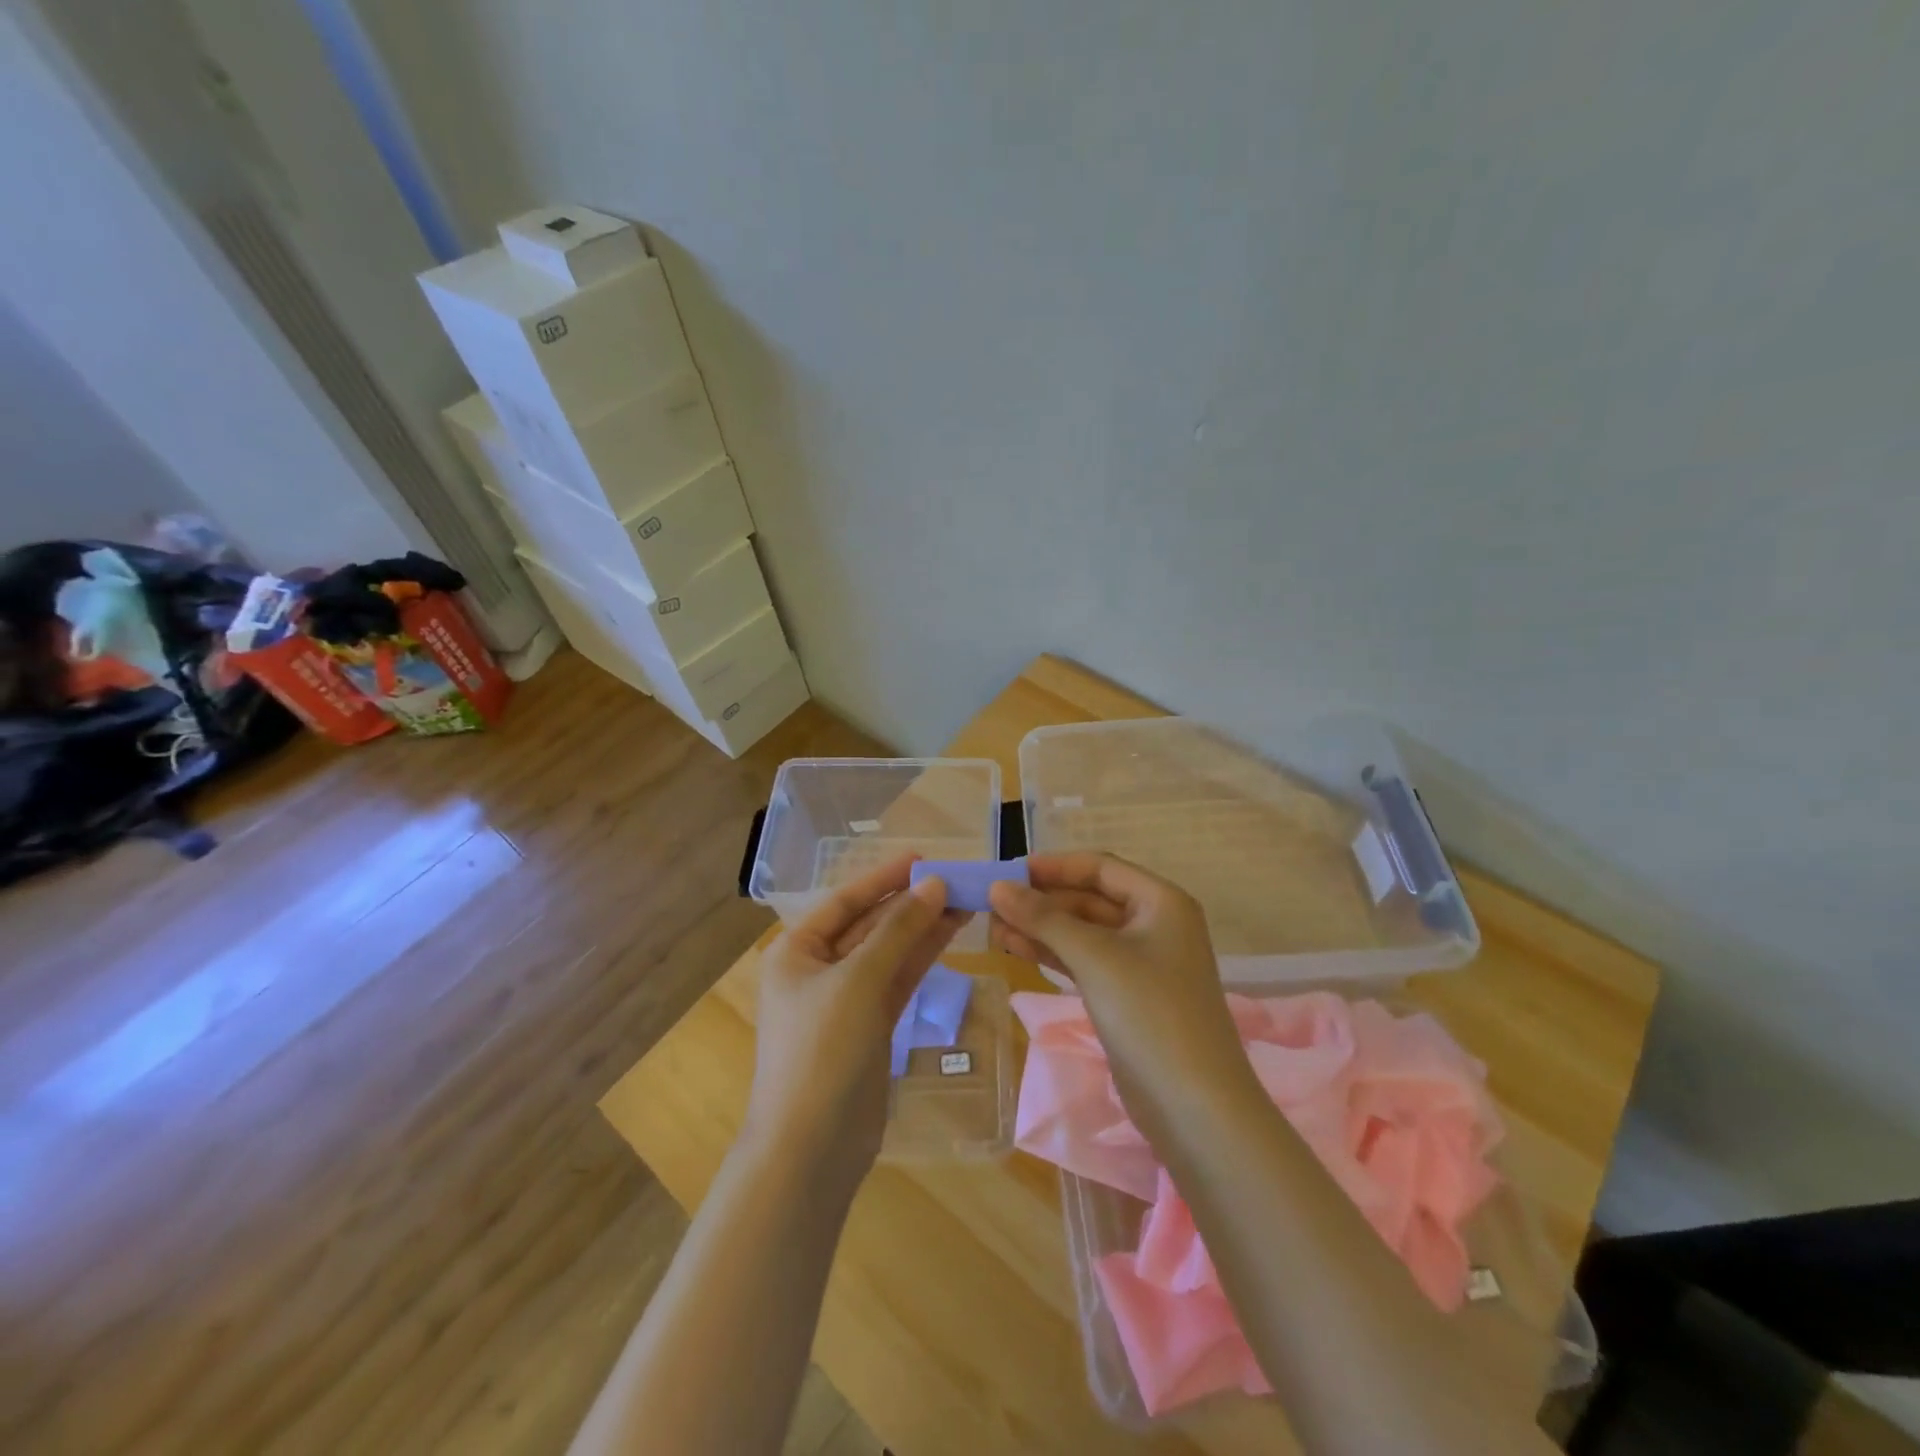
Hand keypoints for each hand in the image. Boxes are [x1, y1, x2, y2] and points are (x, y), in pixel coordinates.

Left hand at [744, 854, 965, 1189]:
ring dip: (923, 928)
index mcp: (796, 952)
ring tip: (965, 902)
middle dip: (910, 904)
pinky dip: (921, 959)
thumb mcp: (859, 981)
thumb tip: (934, 884)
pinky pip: (898, 981)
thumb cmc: (822, 1051)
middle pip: (870, 925)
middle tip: (956, 880)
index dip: (884, 878)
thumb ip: (899, 930)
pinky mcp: (869, 1027)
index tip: (924, 858)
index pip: (846, 901)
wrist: (811, 1148)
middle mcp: (818, 970)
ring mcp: (845, 1000)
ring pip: (889, 952)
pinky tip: (950, 935)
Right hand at [989, 853, 1250, 1124]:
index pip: (1100, 867)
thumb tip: (997, 886)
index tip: (1008, 870)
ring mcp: (1142, 963)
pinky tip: (1015, 949)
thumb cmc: (1150, 1013)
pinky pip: (1085, 962)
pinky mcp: (1127, 996)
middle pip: (1090, 899)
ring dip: (1041, 928)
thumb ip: (1044, 918)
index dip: (1054, 866)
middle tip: (992, 904)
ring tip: (992, 927)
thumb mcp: (1094, 956)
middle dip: (1043, 901)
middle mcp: (1155, 925)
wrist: (1194, 1106)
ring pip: (1084, 932)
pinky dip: (1052, 954)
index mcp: (1161, 902)